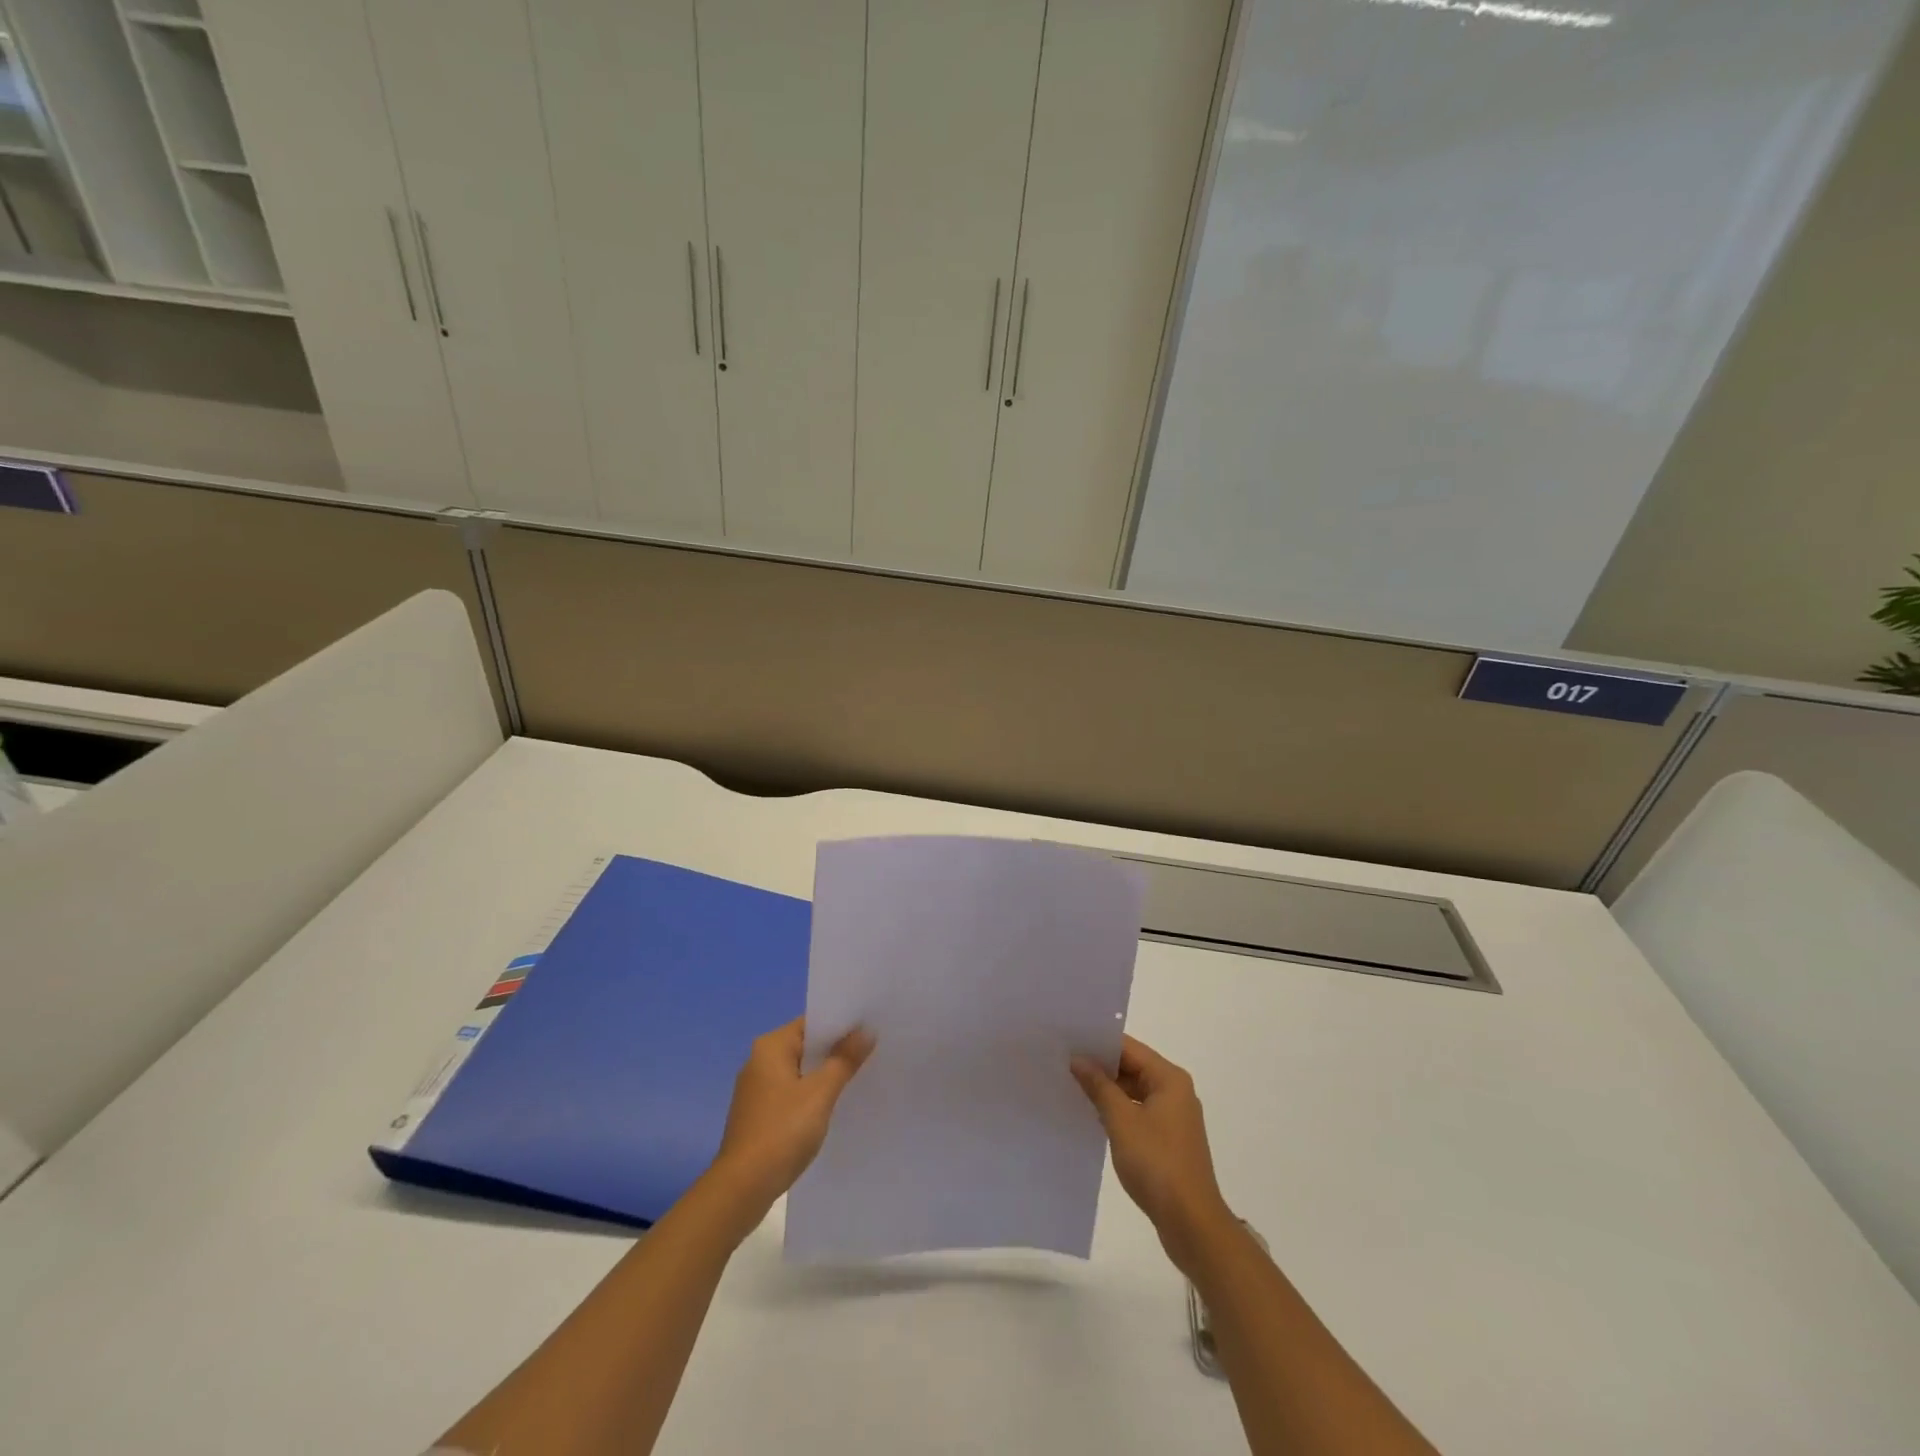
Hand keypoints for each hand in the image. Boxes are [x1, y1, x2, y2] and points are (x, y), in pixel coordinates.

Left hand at [711, 1017, 873, 1220]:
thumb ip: (844, 1060)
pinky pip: (792, 1093)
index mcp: (770, 1047)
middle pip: (806, 1046)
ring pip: (800, 1072)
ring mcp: (757, 1090)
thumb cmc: (782, 1131)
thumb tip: (866, 1031)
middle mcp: (759, 1062)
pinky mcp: (759, 1115)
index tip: (870, 1027)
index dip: (841, 1024)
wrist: (742, 1188)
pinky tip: (834, 1106)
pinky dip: (812, 1095)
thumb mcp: (820, 1093)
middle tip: (872, 1050)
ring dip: (825, 1074)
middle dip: (836, 1050)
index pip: (812, 1023)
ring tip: (860, 1076)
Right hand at [1072, 1034, 1232, 1273]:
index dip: (1098, 1044)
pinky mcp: (1168, 1140)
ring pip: (1134, 1091)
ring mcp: (1173, 1117)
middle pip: (1132, 1067)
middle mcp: (1175, 1091)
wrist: (1191, 1223)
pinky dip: (1118, 1111)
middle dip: (1100, 1067)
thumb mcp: (1121, 1121)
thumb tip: (1078, 1059)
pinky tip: (1092, 1115)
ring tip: (1071, 1086)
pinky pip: (1138, 1112)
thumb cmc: (1157, 1164)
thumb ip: (1099, 1086)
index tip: (1068, 1041)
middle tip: (1063, 1063)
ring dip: (1107, 1090)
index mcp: (1169, 1079)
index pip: (1129, 1048)